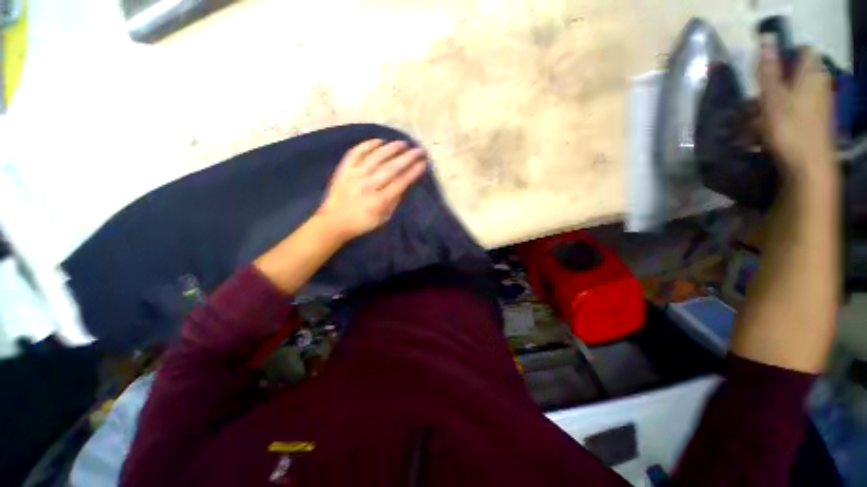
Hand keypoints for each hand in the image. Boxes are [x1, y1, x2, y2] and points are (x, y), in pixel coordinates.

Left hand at [316, 139, 426, 242]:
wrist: (333, 222)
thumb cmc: (362, 223)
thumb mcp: (384, 218)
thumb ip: (394, 201)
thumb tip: (404, 183)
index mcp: (379, 201)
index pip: (400, 183)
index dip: (413, 172)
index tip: (423, 163)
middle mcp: (367, 185)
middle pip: (391, 168)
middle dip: (407, 157)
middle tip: (419, 150)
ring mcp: (354, 175)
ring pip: (375, 157)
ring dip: (391, 148)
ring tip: (403, 143)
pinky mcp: (344, 170)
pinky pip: (356, 153)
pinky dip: (367, 145)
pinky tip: (379, 141)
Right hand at [758, 46, 835, 182]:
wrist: (809, 166)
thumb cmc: (790, 129)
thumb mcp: (773, 97)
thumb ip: (769, 69)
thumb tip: (766, 39)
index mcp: (812, 74)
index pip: (801, 51)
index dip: (784, 56)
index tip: (765, 72)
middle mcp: (819, 84)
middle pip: (792, 75)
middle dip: (770, 86)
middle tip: (753, 103)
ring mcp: (817, 104)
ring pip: (789, 95)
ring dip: (769, 106)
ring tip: (752, 125)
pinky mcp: (813, 121)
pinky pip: (792, 111)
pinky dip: (777, 118)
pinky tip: (763, 132)